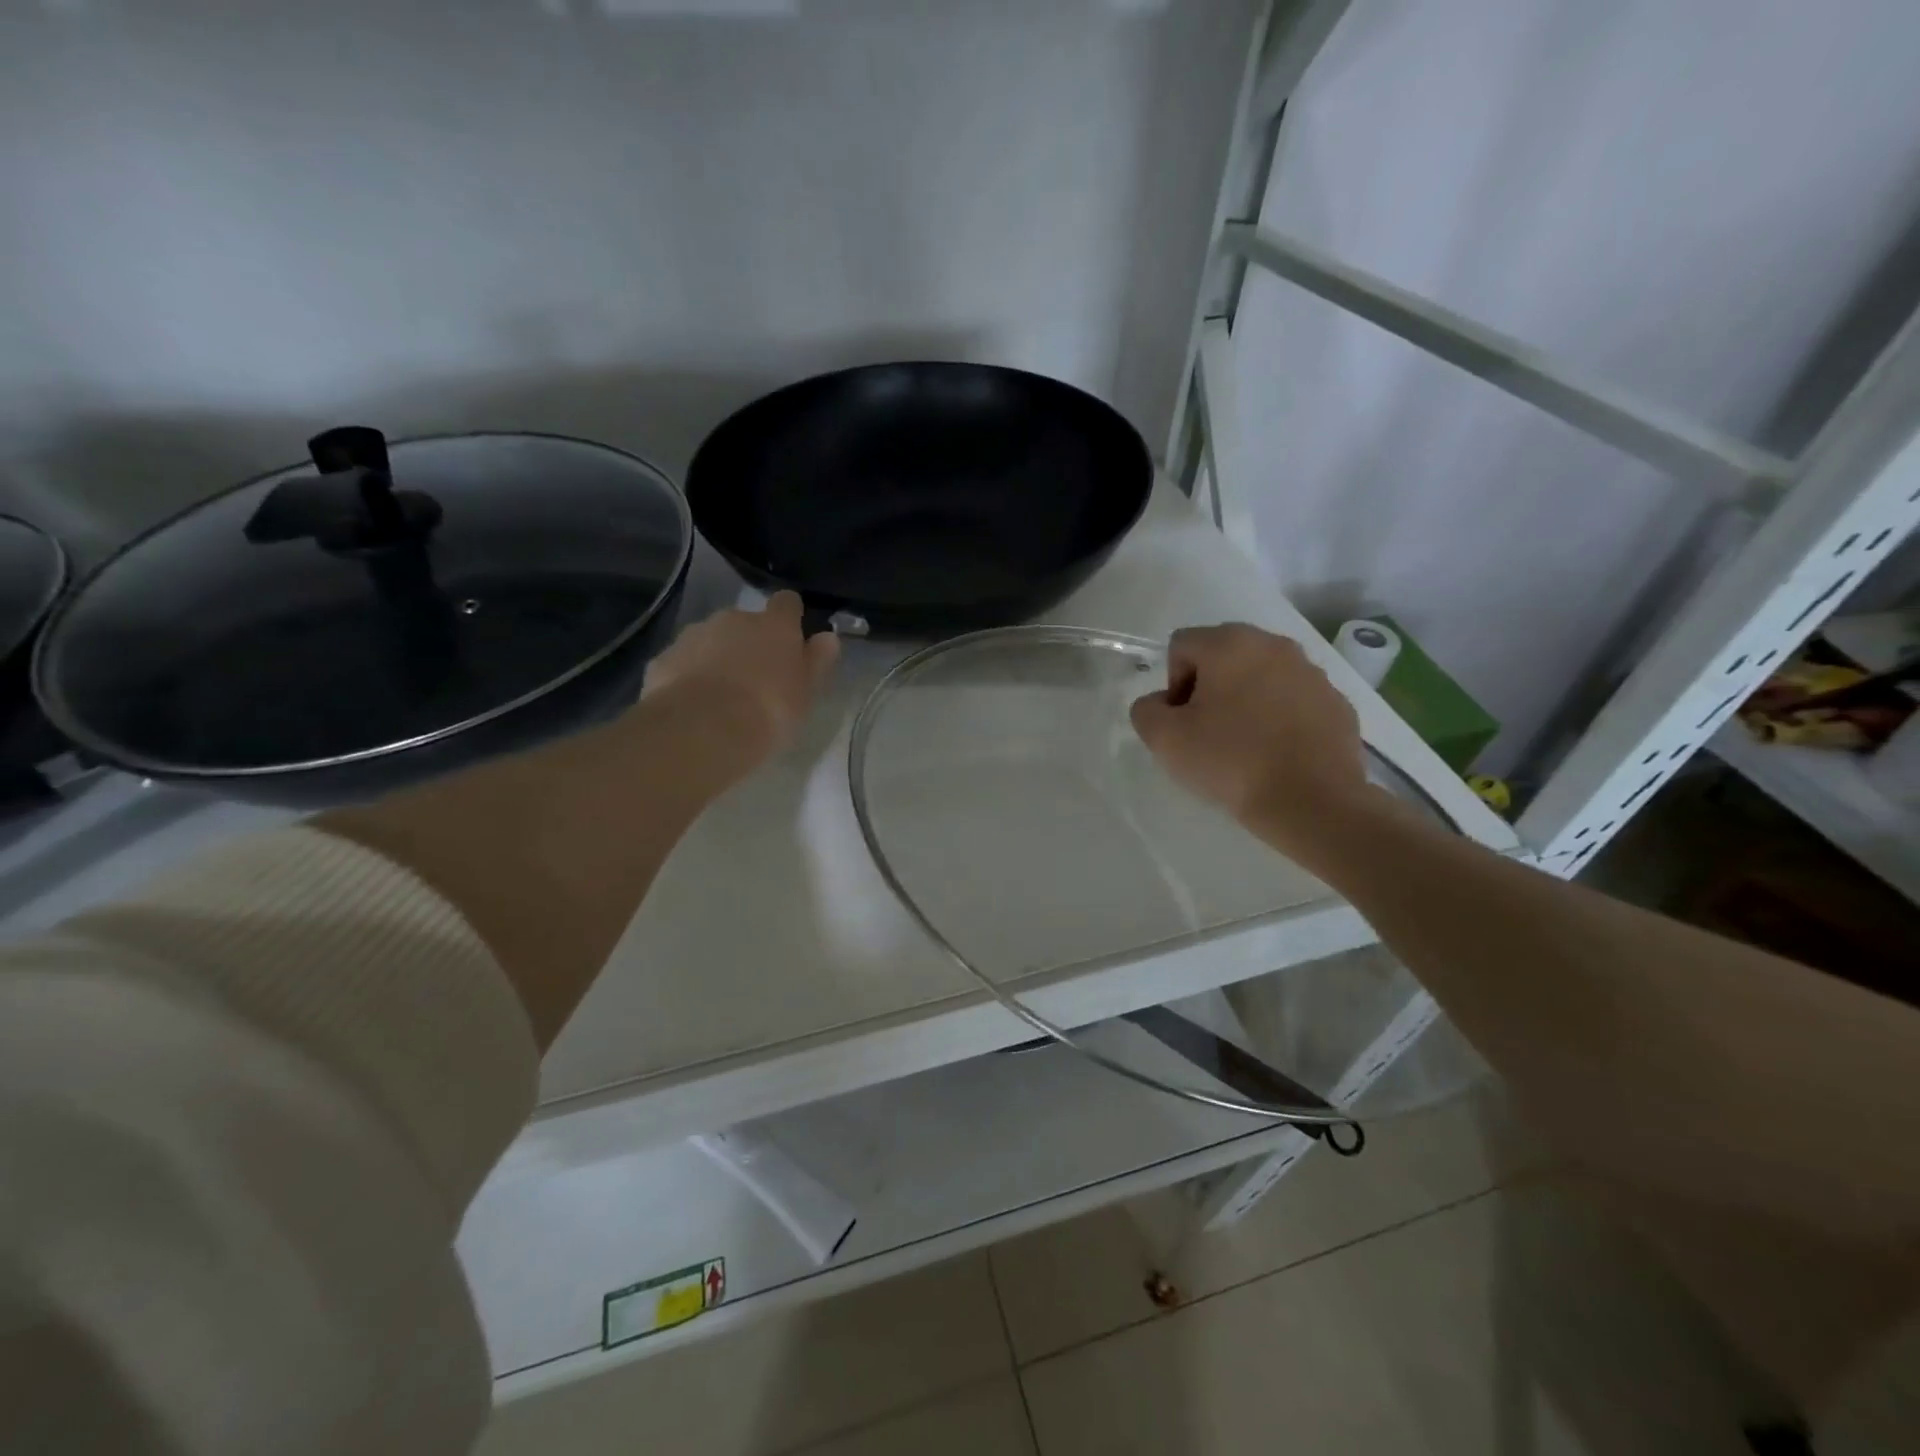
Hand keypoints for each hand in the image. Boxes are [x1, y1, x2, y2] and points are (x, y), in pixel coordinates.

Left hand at [644, 592, 840, 773]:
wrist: (702, 730)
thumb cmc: (768, 710)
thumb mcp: (806, 692)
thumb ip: (816, 661)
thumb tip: (827, 638)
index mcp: (773, 625)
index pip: (787, 603)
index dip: (790, 617)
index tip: (792, 637)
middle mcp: (732, 619)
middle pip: (745, 622)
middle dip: (750, 642)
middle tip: (757, 679)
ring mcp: (693, 636)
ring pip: (711, 640)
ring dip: (718, 658)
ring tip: (722, 697)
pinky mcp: (663, 659)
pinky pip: (683, 662)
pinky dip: (689, 676)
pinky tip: (694, 706)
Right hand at [1130, 623, 1371, 852]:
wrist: (1311, 802)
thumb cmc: (1231, 762)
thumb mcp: (1164, 739)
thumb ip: (1147, 710)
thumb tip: (1162, 704)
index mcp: (1230, 644)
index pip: (1182, 646)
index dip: (1172, 684)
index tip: (1182, 722)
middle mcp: (1274, 645)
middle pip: (1224, 656)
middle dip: (1209, 688)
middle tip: (1207, 732)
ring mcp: (1313, 673)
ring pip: (1262, 677)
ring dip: (1247, 701)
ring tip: (1244, 745)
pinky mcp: (1338, 703)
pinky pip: (1295, 701)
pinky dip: (1281, 718)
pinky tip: (1277, 754)